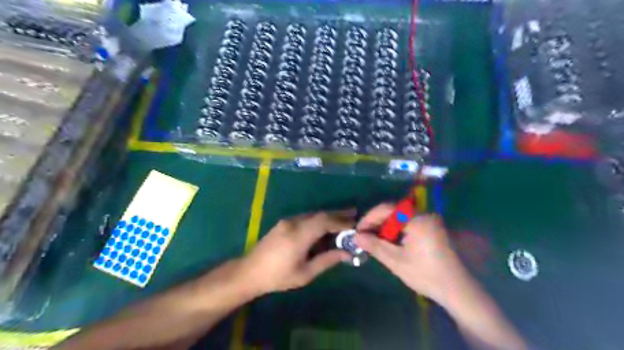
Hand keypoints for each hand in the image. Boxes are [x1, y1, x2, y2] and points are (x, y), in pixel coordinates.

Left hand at [239, 211, 354, 294]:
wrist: (249, 272)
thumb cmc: (278, 277)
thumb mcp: (305, 273)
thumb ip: (327, 260)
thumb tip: (347, 254)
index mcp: (299, 235)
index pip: (325, 222)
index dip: (341, 221)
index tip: (355, 224)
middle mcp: (294, 223)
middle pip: (320, 214)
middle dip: (338, 214)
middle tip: (354, 214)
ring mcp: (287, 221)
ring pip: (313, 214)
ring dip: (328, 216)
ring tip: (343, 219)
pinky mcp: (284, 223)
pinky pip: (306, 218)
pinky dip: (318, 220)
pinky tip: (325, 225)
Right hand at [355, 204, 467, 302]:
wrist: (457, 289)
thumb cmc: (426, 275)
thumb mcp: (396, 261)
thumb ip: (374, 246)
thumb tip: (356, 236)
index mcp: (417, 220)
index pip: (387, 209)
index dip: (369, 217)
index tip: (358, 230)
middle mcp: (425, 214)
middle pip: (394, 211)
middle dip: (377, 222)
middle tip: (365, 236)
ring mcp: (431, 220)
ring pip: (401, 216)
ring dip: (386, 225)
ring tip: (375, 239)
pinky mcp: (433, 227)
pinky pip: (409, 222)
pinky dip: (397, 229)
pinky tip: (390, 241)